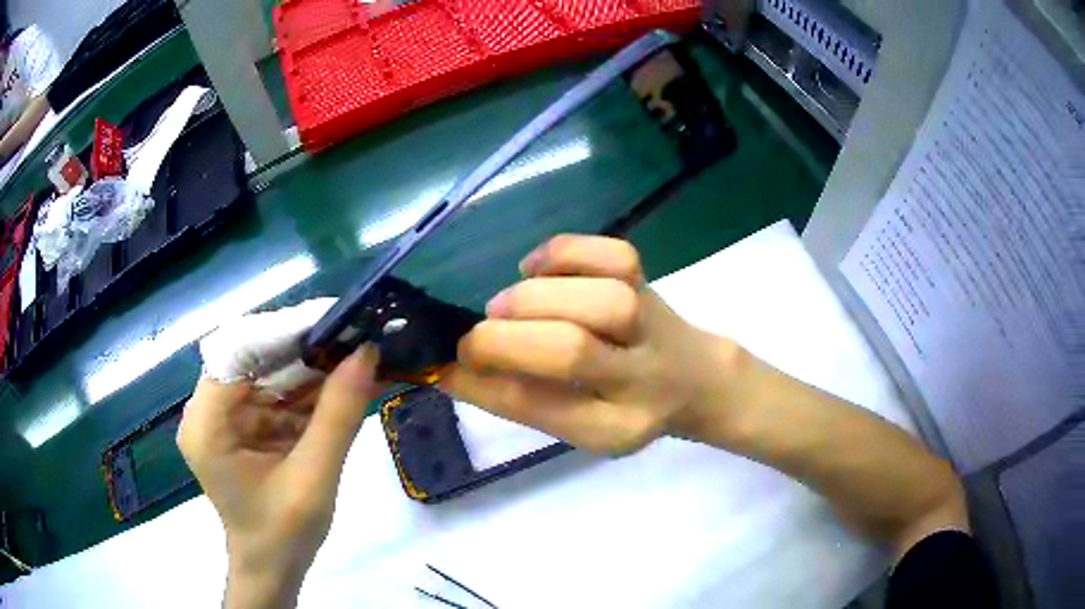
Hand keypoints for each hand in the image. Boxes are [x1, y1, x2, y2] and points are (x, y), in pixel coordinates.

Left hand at [177, 347, 378, 608]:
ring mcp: (223, 414)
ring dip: (309, 365)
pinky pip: (274, 391)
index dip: (284, 330)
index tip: (335, 321)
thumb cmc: (285, 534)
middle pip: (252, 356)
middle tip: (354, 335)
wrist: (273, 567)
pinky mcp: (240, 422)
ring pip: (266, 369)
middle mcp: (207, 409)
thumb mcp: (315, 478)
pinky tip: (339, 382)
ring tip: (354, 354)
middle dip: (303, 347)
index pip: (237, 351)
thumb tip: (367, 353)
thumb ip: (338, 416)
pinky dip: (307, 388)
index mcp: (207, 424)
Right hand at [442, 235, 740, 454]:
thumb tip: (446, 368)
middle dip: (505, 340)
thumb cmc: (621, 404)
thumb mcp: (575, 422)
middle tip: (475, 338)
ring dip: (532, 298)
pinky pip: (610, 254)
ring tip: (506, 306)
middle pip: (572, 350)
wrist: (693, 377)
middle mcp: (640, 377)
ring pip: (598, 299)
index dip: (484, 383)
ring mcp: (651, 323)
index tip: (444, 366)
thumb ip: (517, 397)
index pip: (543, 409)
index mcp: (615, 427)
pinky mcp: (648, 281)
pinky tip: (536, 268)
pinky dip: (561, 252)